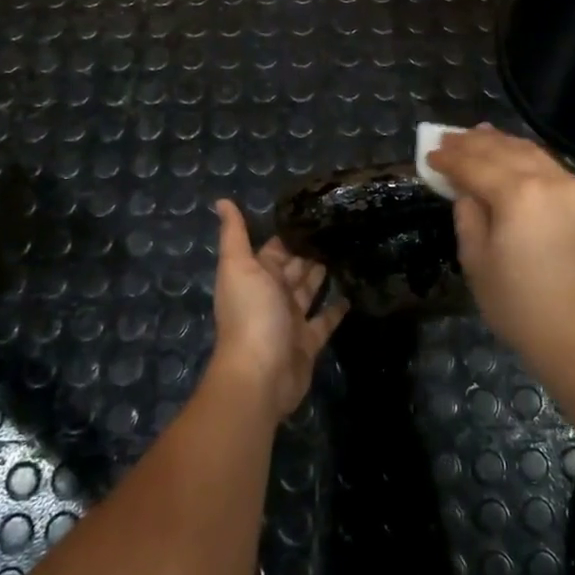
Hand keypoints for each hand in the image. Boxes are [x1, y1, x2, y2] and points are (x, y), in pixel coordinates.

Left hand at [208, 199, 347, 418]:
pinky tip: (352, 293)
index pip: (275, 248)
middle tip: (338, 228)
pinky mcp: (309, 341)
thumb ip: (234, 234)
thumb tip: (222, 200)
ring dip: (323, 274)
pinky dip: (336, 309)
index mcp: (256, 276)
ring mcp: (291, 320)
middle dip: (309, 250)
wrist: (260, 374)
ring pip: (309, 290)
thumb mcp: (239, 266)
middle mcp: (272, 295)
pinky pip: (325, 320)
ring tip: (347, 251)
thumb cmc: (251, 314)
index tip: (314, 212)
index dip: (290, 232)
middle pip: (293, 268)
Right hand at [427, 127, 574, 380]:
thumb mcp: (478, 263)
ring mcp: (573, 188)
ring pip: (530, 152)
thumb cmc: (521, 308)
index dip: (449, 158)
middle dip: (473, 142)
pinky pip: (550, 166)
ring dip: (501, 143)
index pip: (474, 165)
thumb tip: (465, 190)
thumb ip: (468, 216)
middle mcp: (548, 179)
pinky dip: (526, 156)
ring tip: (478, 136)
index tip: (429, 153)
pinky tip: (513, 158)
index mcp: (517, 193)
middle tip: (448, 137)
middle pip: (503, 150)